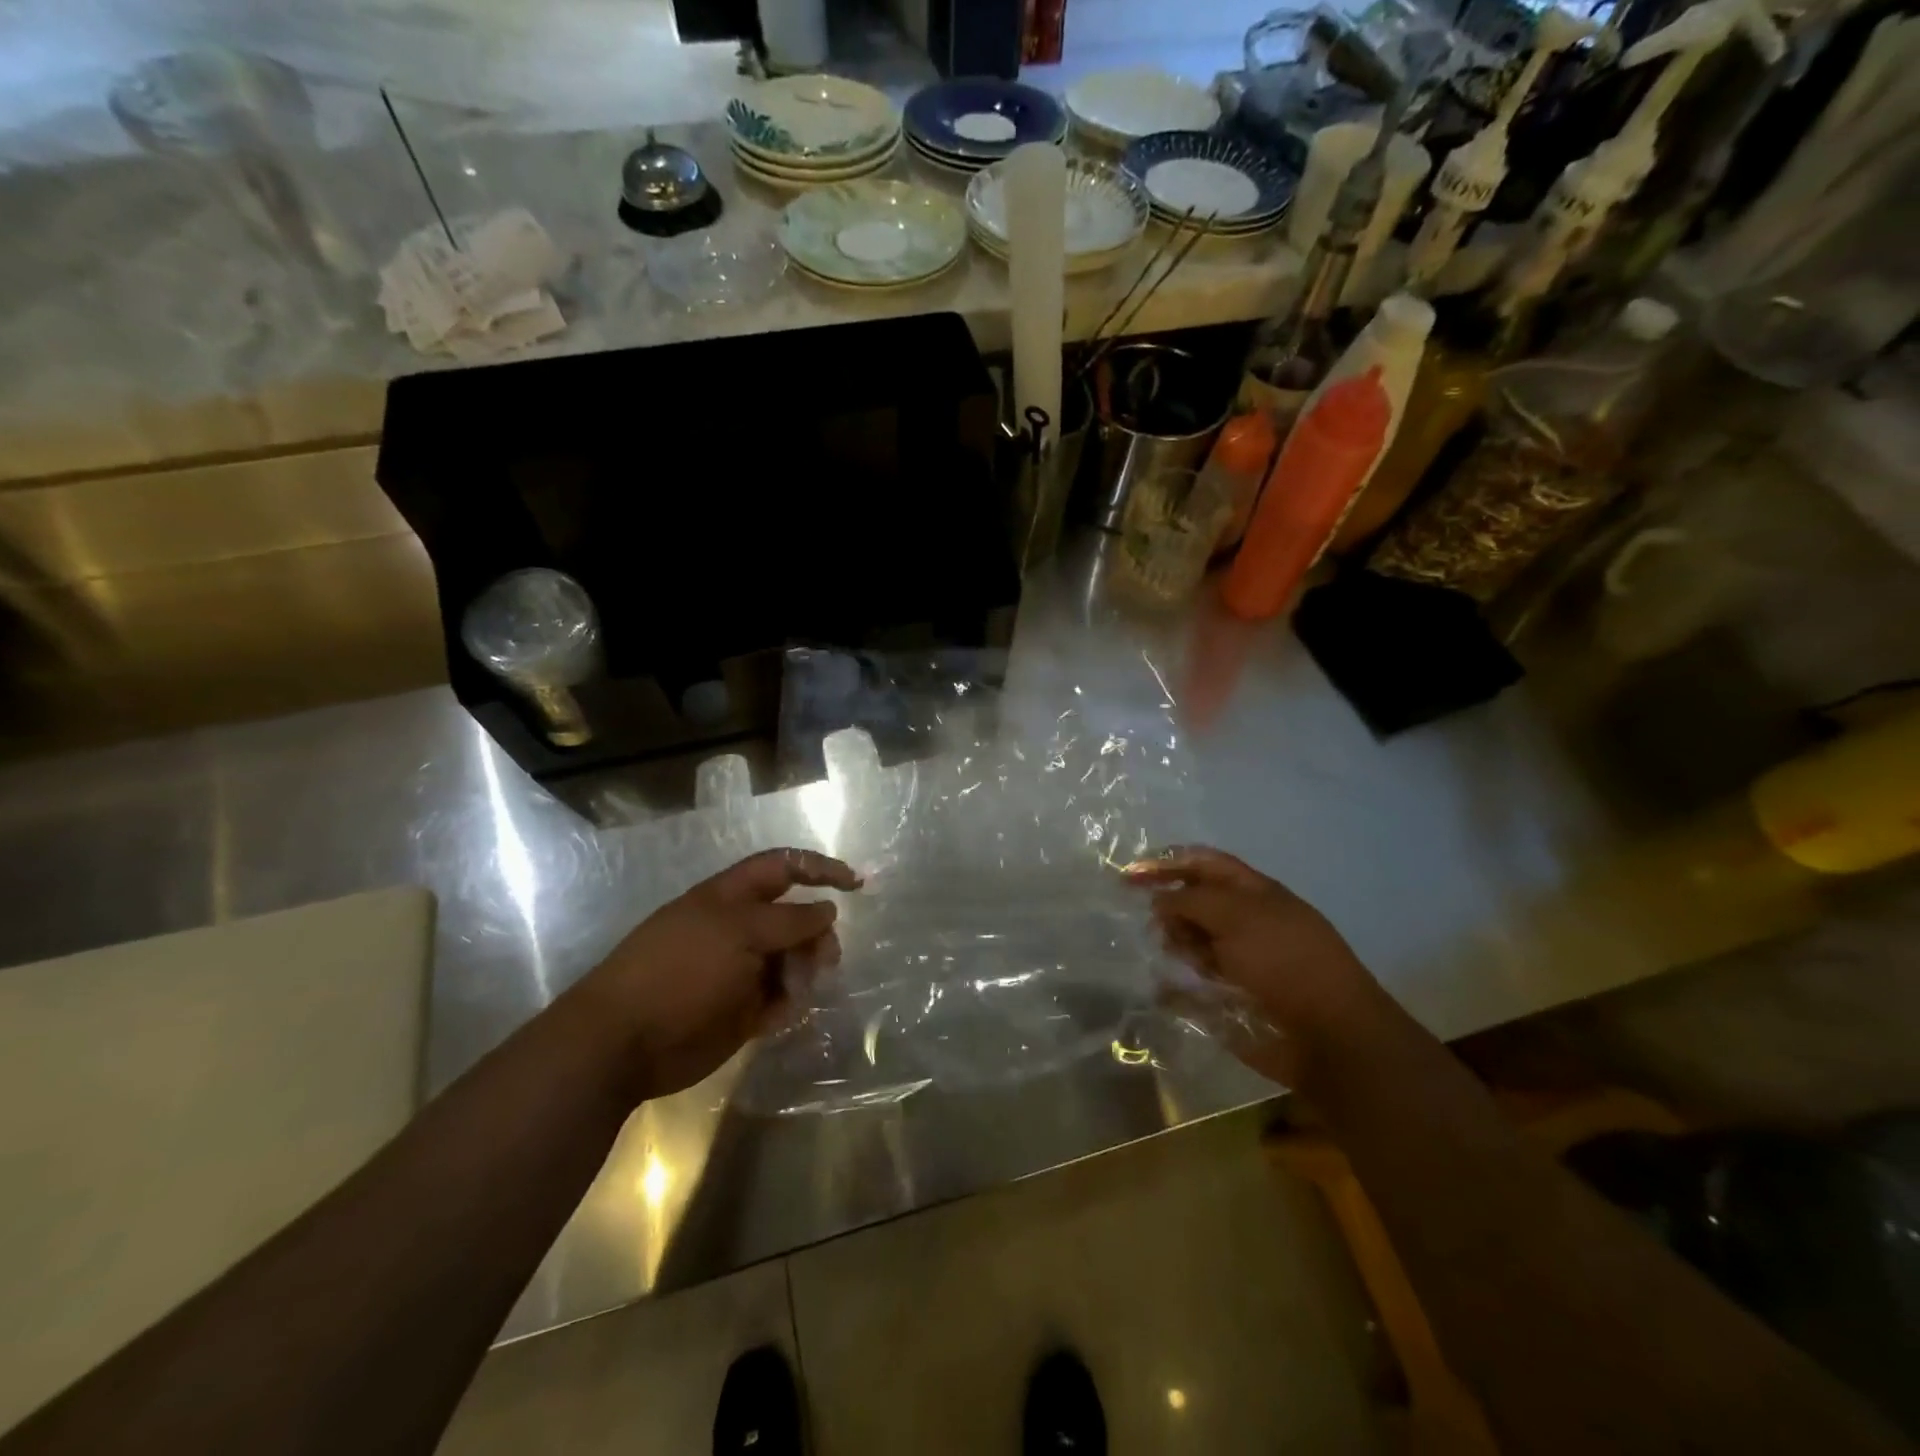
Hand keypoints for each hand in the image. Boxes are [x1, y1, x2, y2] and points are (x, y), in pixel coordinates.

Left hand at [566, 848, 861, 1101]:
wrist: (624, 1041)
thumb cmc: (681, 970)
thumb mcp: (739, 931)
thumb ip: (789, 920)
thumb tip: (827, 909)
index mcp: (732, 898)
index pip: (784, 868)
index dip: (820, 869)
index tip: (856, 884)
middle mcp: (739, 929)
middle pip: (795, 919)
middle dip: (817, 935)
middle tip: (826, 960)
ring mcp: (739, 970)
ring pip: (792, 961)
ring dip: (804, 972)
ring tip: (797, 992)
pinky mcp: (740, 1010)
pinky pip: (780, 999)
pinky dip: (787, 1004)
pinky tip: (778, 1015)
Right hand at [1127, 846, 1384, 1085]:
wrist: (1328, 1036)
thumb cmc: (1285, 962)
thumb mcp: (1237, 915)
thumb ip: (1191, 900)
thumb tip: (1160, 902)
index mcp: (1253, 892)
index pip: (1202, 864)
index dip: (1166, 864)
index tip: (1129, 877)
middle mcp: (1244, 922)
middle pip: (1192, 903)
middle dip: (1170, 911)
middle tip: (1164, 931)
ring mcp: (1237, 962)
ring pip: (1189, 943)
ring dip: (1177, 947)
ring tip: (1185, 964)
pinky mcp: (1229, 999)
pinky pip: (1189, 986)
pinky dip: (1174, 987)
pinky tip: (1167, 991)